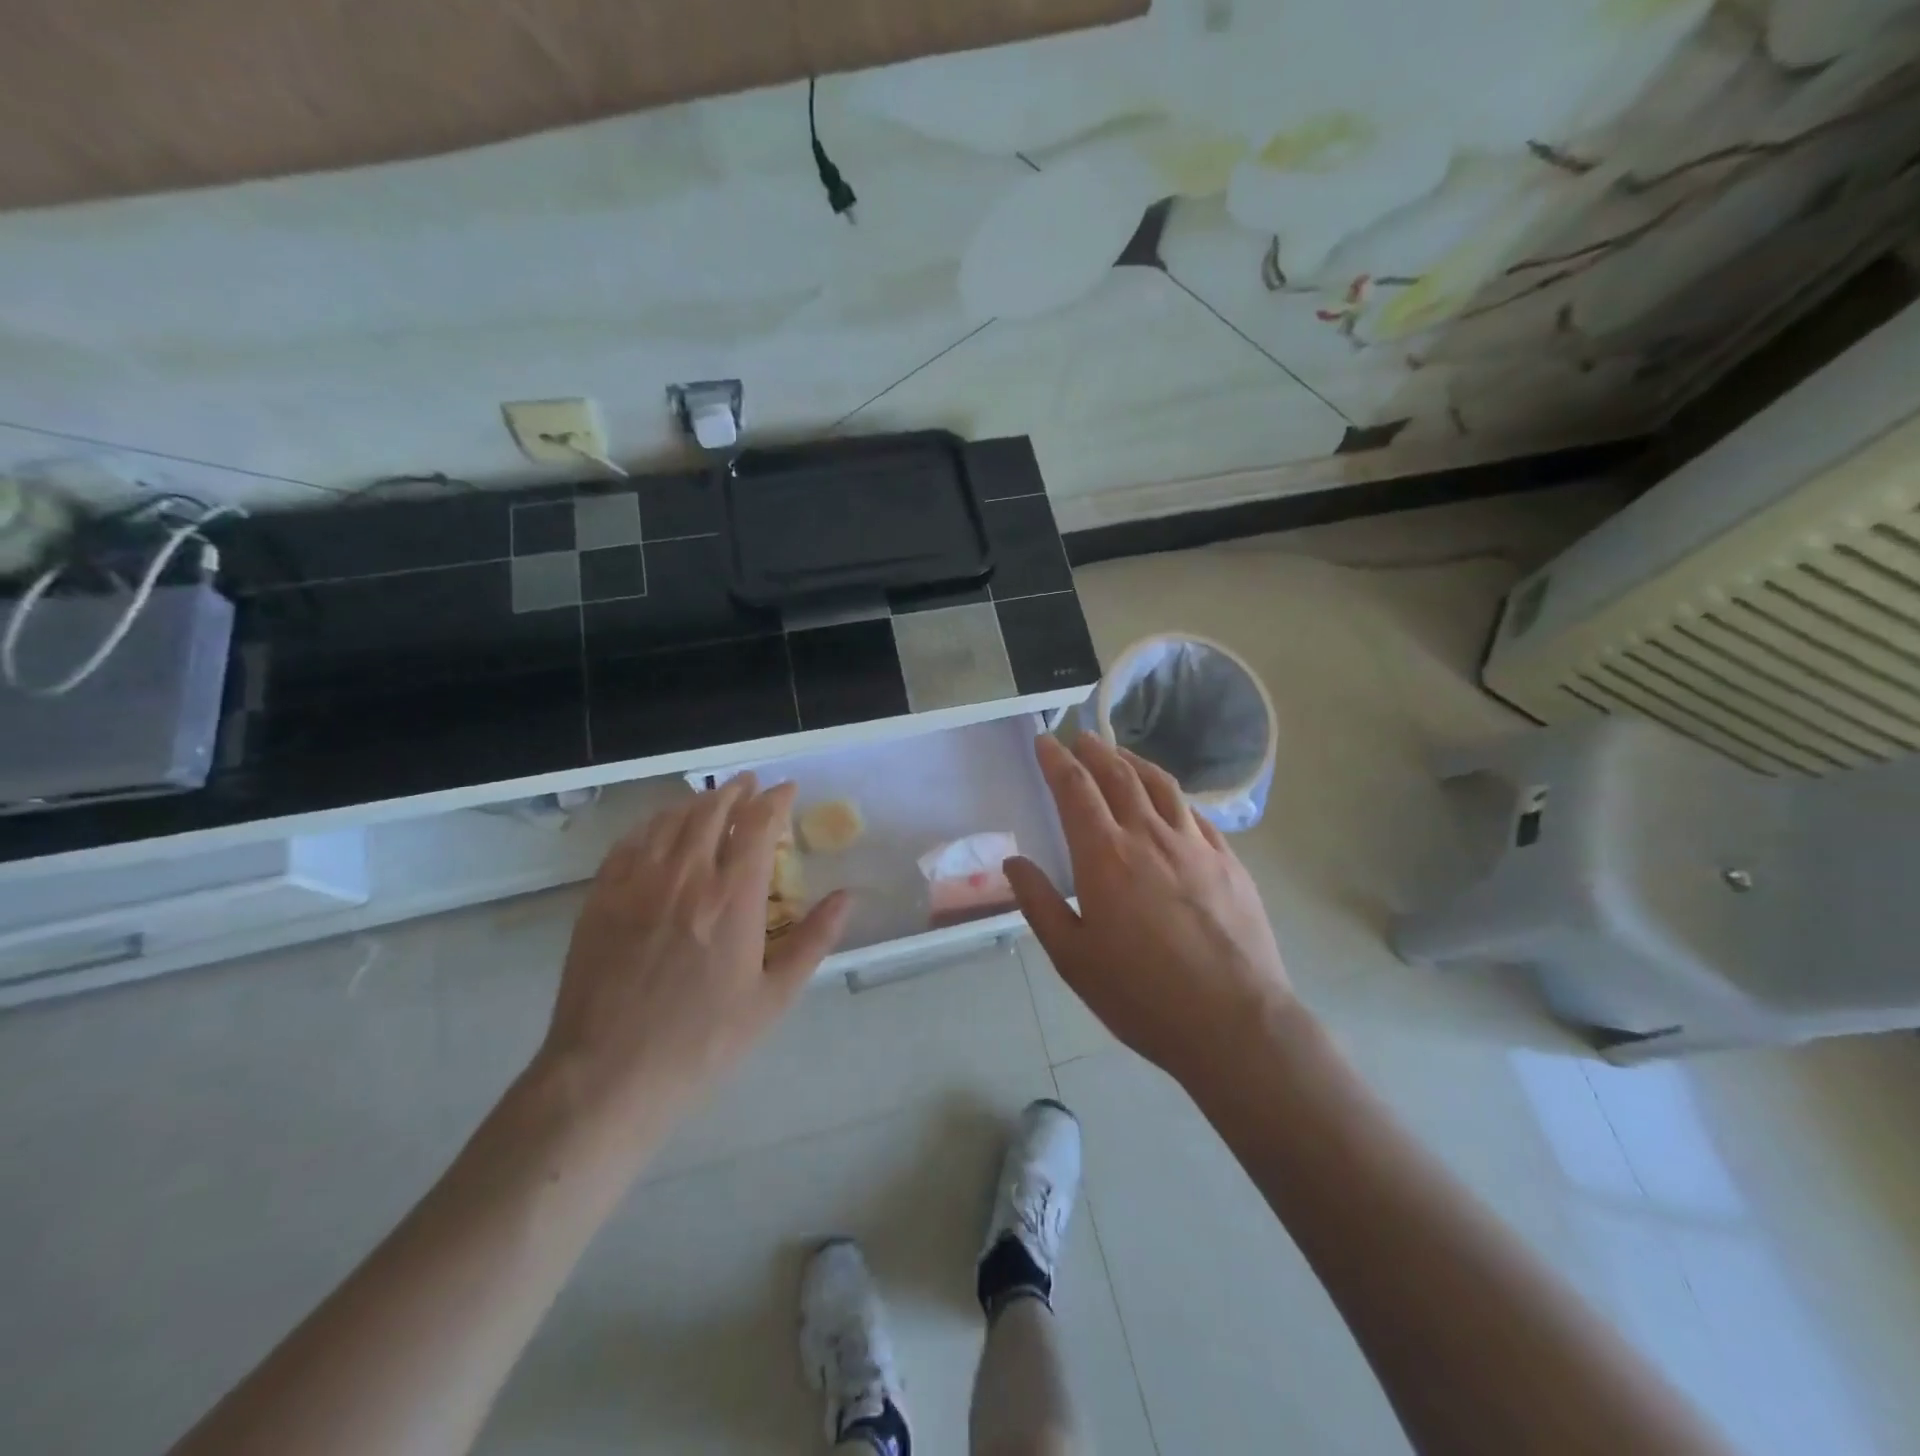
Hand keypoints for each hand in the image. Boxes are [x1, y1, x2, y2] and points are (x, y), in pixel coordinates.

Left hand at [534, 776, 852, 1143]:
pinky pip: (630, 842)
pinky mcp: (600, 898)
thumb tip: (847, 896)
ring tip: (711, 801)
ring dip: (696, 802)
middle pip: (711, 810)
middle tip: (751, 785)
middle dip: (736, 790)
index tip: (788, 790)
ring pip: (669, 820)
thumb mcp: (773, 999)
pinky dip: (653, 824)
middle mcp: (684, 876)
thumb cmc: (702, 1042)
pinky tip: (660, 830)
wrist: (608, 1077)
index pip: (757, 824)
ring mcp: (636, 883)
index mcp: (731, 898)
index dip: (775, 799)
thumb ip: (813, 941)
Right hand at [1004, 734, 1297, 1085]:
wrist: (1234, 1023)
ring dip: (1135, 762)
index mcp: (1105, 856)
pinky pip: (1195, 813)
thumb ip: (1039, 904)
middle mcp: (1149, 836)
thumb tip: (1014, 863)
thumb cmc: (1141, 995)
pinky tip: (1171, 801)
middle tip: (1081, 737)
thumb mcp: (1073, 958)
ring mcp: (1195, 845)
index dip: (1057, 760)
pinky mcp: (1229, 861)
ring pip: (1161, 785)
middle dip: (1095, 750)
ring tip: (1120, 754)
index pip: (1075, 790)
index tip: (1045, 739)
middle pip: (1119, 775)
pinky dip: (1174, 796)